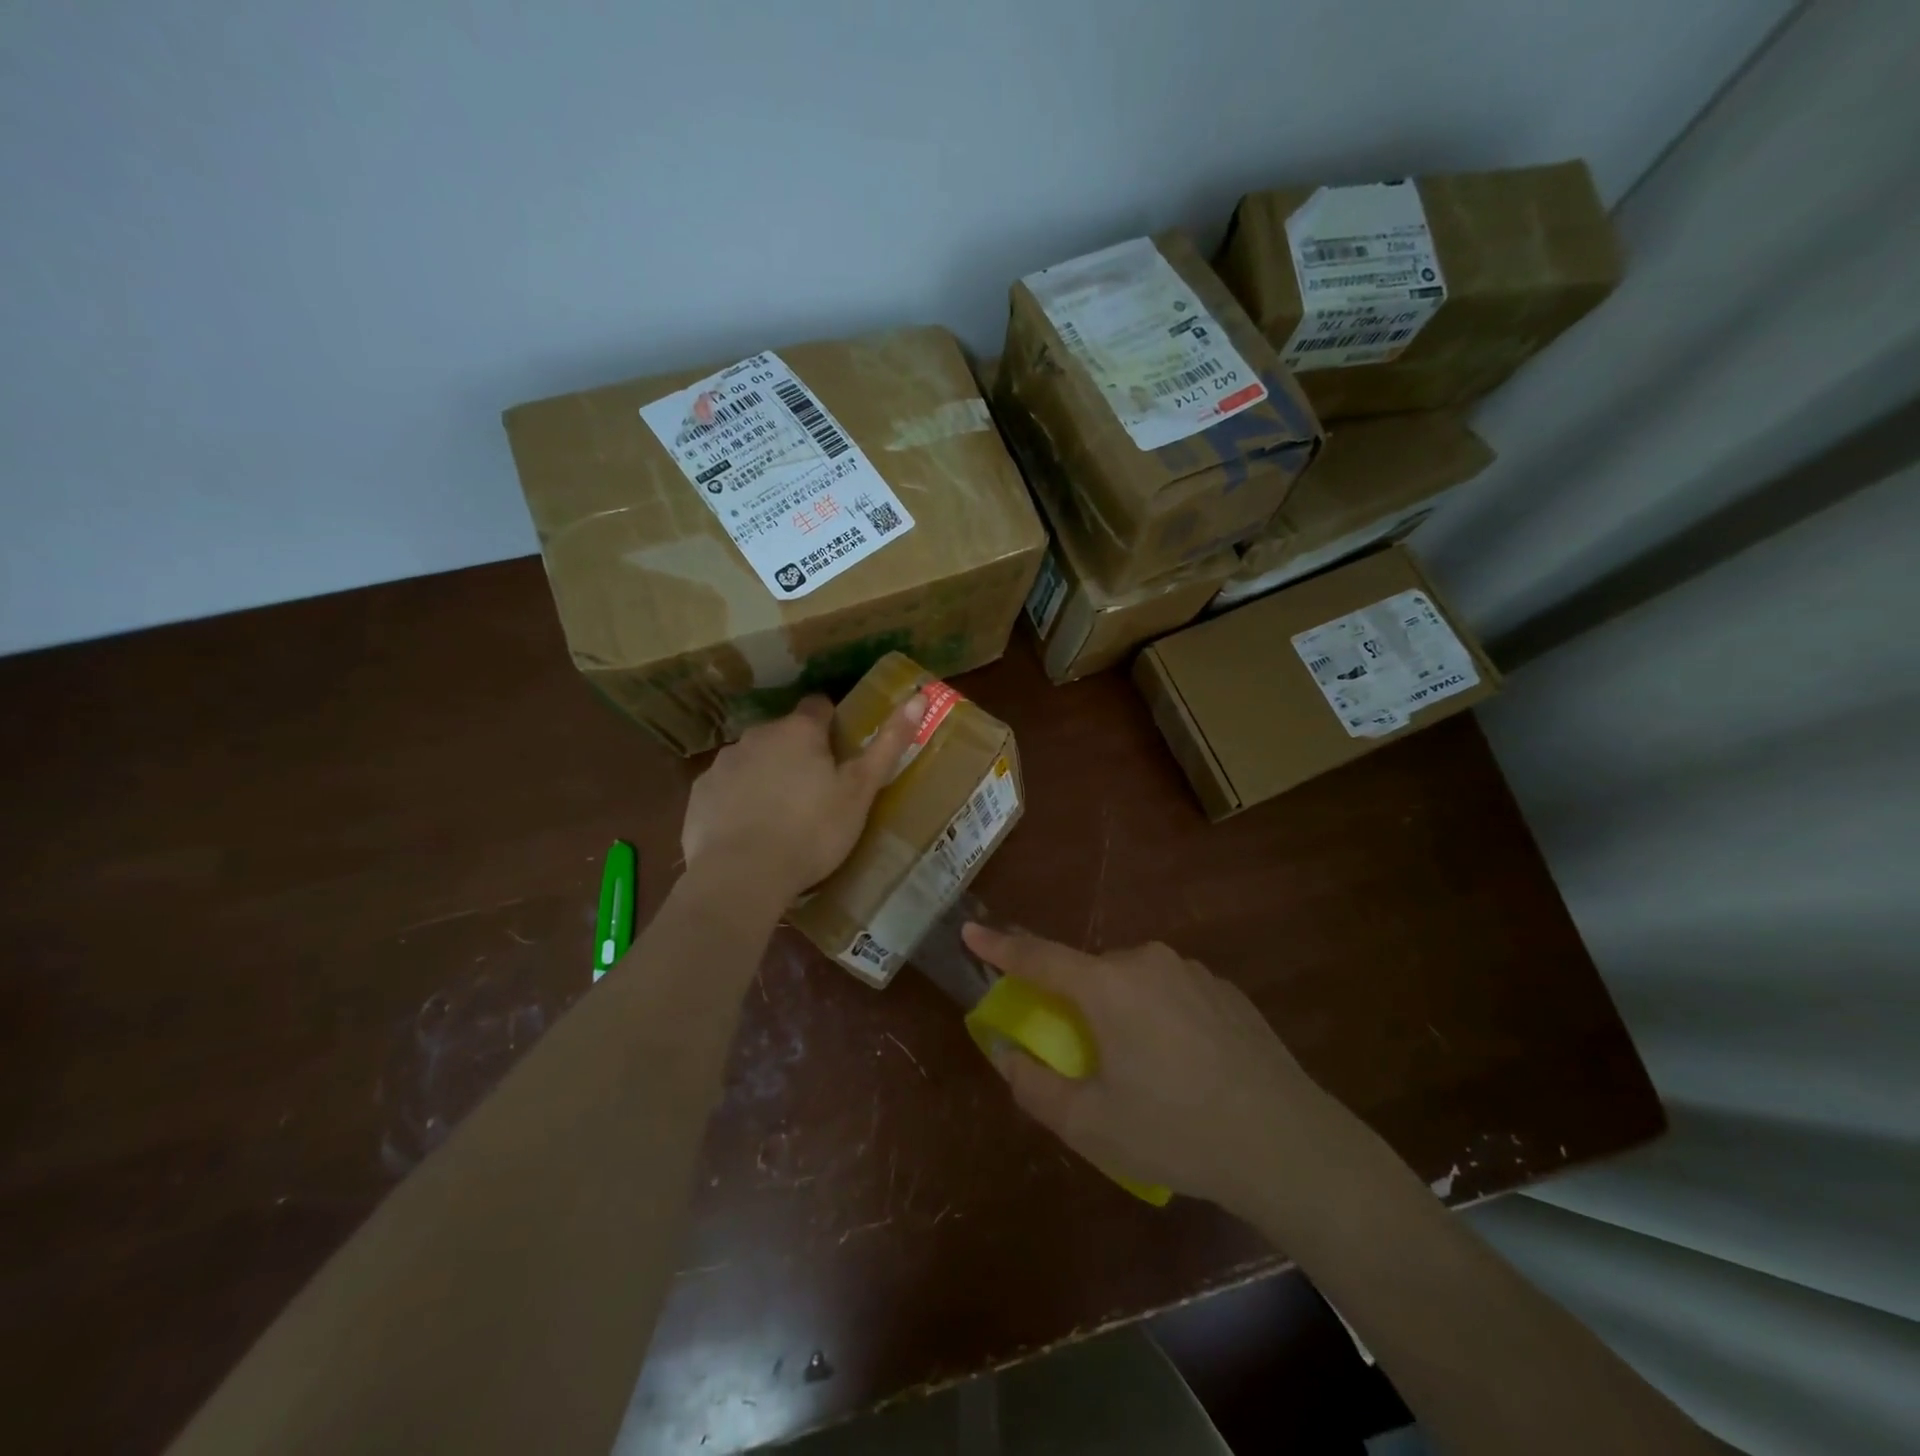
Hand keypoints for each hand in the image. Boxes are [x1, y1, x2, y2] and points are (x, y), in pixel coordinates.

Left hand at [682, 692, 923, 904]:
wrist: (741, 876)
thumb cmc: (812, 831)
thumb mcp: (860, 790)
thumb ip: (889, 743)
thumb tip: (920, 695)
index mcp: (799, 731)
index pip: (819, 707)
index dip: (832, 724)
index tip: (840, 753)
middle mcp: (757, 735)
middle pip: (784, 734)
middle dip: (798, 753)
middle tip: (817, 793)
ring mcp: (724, 763)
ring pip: (753, 759)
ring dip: (768, 774)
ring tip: (783, 817)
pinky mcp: (700, 793)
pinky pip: (727, 787)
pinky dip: (739, 799)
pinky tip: (750, 831)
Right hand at [960, 925, 1345, 1213]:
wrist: (1286, 1142)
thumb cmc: (1175, 1132)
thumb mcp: (1090, 1124)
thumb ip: (1034, 1084)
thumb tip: (1004, 1051)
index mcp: (1106, 987)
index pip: (1038, 957)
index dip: (1000, 946)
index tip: (972, 931)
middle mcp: (1145, 962)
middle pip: (1090, 974)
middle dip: (1076, 1004)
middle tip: (1088, 1057)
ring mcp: (1190, 971)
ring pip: (1133, 982)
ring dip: (1122, 1012)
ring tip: (1146, 1072)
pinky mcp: (1224, 989)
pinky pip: (1172, 992)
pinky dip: (1160, 1017)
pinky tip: (1187, 1067)